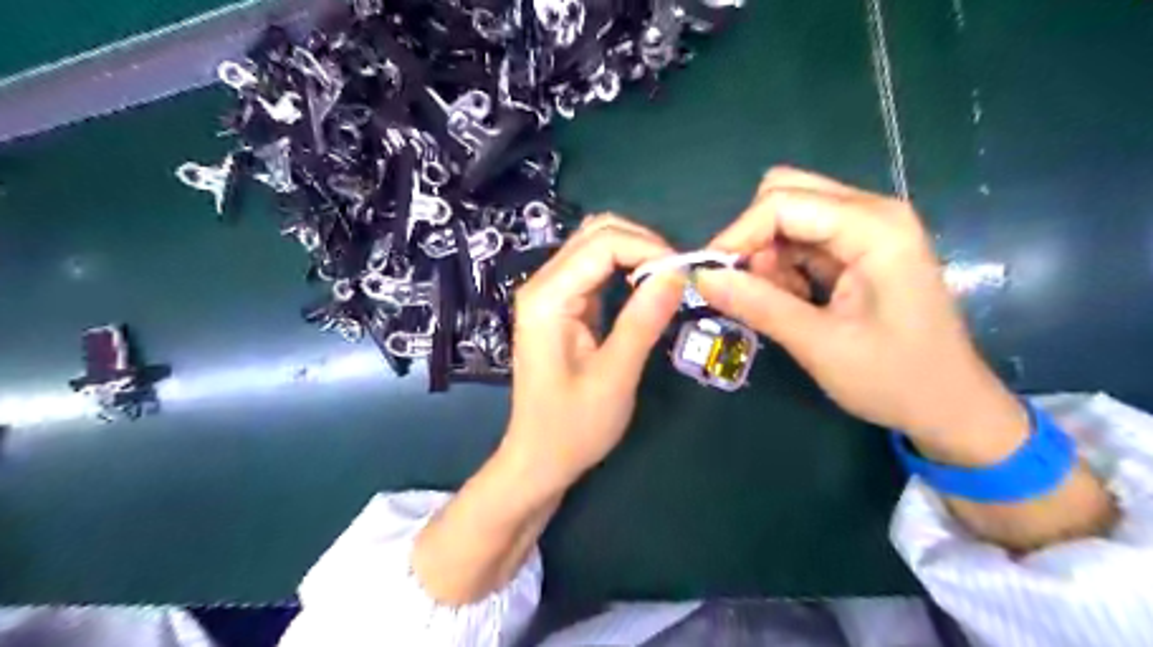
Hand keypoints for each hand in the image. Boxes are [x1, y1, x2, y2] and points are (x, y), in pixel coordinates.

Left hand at [503, 214, 683, 488]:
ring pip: (596, 245)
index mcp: (548, 298)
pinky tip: (646, 287)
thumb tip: (678, 271)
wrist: (538, 458)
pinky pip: (594, 269)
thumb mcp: (615, 377)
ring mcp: (549, 293)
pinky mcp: (560, 305)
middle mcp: (542, 284)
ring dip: (635, 252)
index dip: (648, 248)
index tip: (685, 274)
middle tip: (679, 276)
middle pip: (596, 234)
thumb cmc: (573, 427)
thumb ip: (644, 320)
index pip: (603, 244)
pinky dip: (624, 267)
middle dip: (643, 243)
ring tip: (668, 280)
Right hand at [692, 168, 1025, 464]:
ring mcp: (867, 229)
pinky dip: (783, 267)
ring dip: (768, 257)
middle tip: (747, 288)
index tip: (708, 276)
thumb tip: (700, 277)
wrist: (949, 406)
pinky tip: (796, 301)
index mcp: (874, 228)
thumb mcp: (819, 344)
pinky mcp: (858, 248)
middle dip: (754, 239)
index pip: (783, 203)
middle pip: (786, 195)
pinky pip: (801, 240)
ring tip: (781, 304)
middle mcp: (872, 213)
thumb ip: (758, 305)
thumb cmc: (894, 378)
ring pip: (789, 217)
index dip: (737, 234)